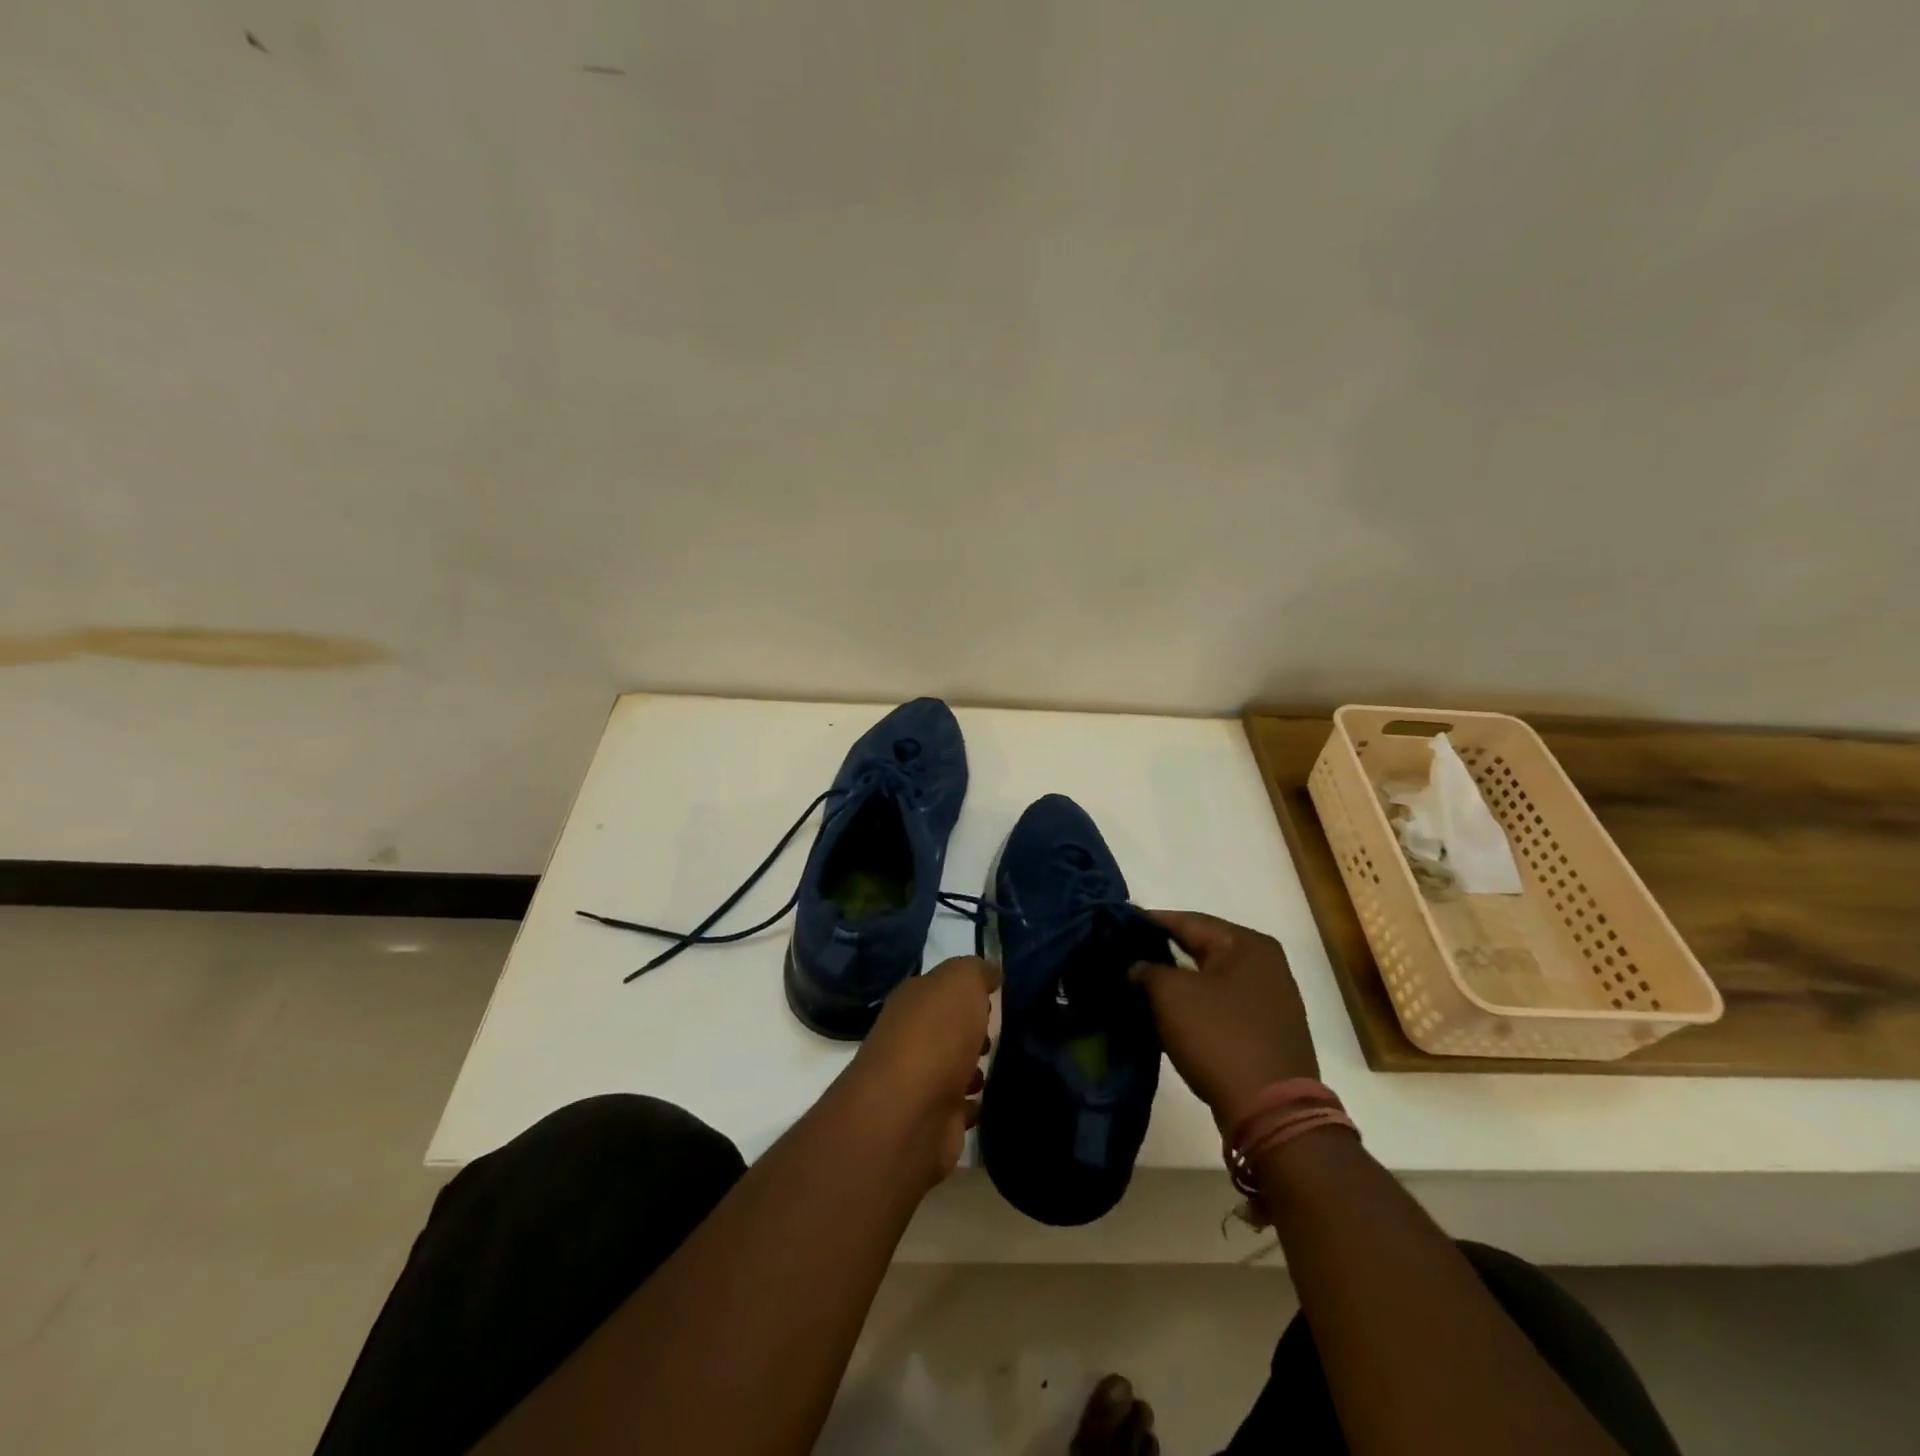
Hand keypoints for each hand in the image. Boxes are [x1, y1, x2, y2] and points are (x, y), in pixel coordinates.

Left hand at [845, 955, 998, 1182]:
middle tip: (997, 1035)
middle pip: (945, 1029)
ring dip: (971, 1069)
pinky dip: (972, 1105)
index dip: (966, 991)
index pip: (939, 988)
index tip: (994, 997)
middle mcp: (909, 1038)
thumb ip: (976, 971)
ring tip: (997, 1068)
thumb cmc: (935, 1036)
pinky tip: (989, 1102)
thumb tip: (990, 972)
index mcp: (911, 1001)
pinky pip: (958, 1108)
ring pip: (951, 1068)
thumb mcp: (960, 982)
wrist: (909, 1115)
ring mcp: (918, 1082)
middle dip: (971, 1031)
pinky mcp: (932, 1121)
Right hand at [1130, 911, 1318, 1131]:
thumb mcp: (1171, 995)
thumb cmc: (1219, 1037)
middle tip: (1123, 954)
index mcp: (1247, 944)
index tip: (1116, 924)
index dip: (1149, 921)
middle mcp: (1265, 964)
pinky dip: (1195, 1005)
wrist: (1271, 1112)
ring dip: (1178, 981)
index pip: (1187, 920)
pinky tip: (1169, 1012)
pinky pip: (1221, 1005)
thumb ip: (1146, 970)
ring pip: (1210, 978)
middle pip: (1202, 947)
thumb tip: (1136, 967)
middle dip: (1162, 951)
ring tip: (1139, 983)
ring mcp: (1271, 999)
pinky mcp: (1267, 1031)